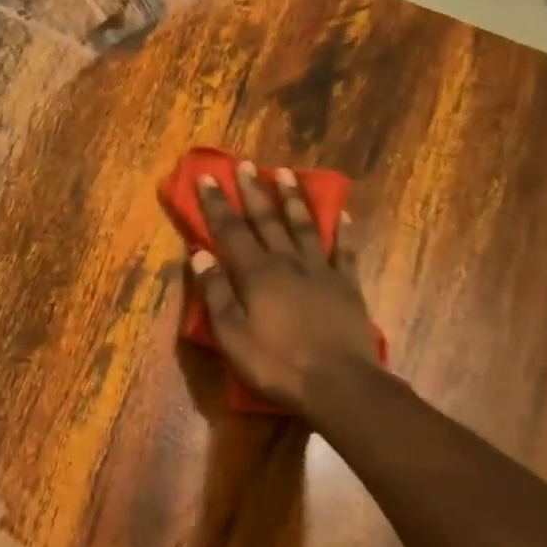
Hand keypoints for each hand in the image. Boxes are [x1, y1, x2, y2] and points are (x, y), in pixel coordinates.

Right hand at [192, 161, 379, 413]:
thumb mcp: (232, 335)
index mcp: (255, 274)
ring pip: (303, 225)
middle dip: (252, 190)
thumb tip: (199, 254)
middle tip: (244, 164)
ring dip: (292, 198)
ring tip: (284, 173)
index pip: (230, 230)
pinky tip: (340, 213)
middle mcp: (287, 262)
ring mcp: (320, 271)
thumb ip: (216, 293)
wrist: (338, 383)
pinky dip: (341, 230)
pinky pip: (343, 250)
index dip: (216, 203)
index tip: (206, 177)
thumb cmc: (276, 363)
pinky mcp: (346, 285)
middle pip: (266, 219)